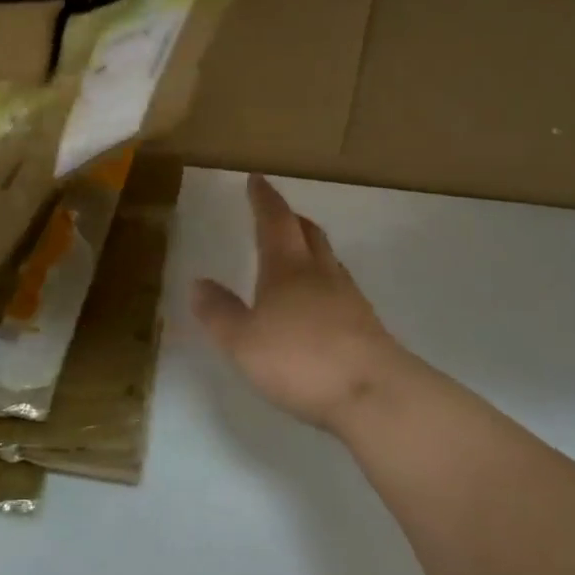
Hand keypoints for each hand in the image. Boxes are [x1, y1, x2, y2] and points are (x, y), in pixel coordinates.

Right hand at [192, 174, 412, 434]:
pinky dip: (326, 281)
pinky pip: (341, 288)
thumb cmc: (301, 361)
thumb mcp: (243, 342)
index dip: (264, 199)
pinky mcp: (367, 325)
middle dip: (291, 218)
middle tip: (278, 213)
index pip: (275, 221)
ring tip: (298, 253)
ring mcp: (349, 298)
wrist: (375, 394)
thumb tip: (199, 283)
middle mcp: (321, 274)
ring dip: (311, 247)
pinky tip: (320, 302)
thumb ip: (219, 312)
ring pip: (328, 259)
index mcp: (287, 269)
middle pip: (309, 233)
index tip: (256, 180)